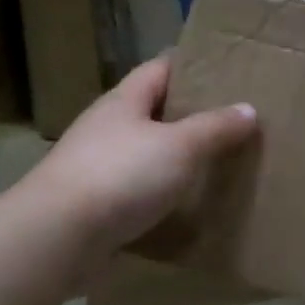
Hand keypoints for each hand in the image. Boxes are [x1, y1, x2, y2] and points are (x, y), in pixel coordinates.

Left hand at [10, 56, 256, 259]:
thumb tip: (248, 109)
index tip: (226, 71)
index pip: (160, 69)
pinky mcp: (93, 205)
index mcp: (124, 101)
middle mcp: (107, 127)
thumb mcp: (181, 146)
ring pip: (145, 152)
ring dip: (175, 157)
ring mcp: (96, 166)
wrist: (56, 238)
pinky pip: (136, 191)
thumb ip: (216, 127)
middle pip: (153, 111)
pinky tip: (186, 204)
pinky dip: (161, 194)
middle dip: (189, 114)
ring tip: (216, 162)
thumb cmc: (121, 175)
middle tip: (232, 120)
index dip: (192, 66)